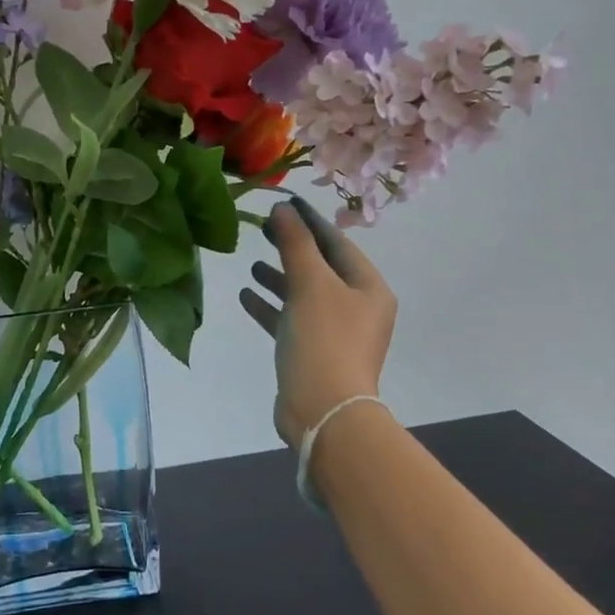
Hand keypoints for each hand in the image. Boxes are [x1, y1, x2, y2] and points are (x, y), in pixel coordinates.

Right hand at [238, 198, 396, 445]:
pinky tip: (246, 295)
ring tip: (251, 263)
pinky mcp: (313, 353)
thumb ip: (295, 244)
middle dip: (292, 248)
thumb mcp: (310, 284)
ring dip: (279, 278)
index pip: (338, 243)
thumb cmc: (324, 340)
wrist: (324, 412)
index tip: (283, 202)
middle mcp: (357, 307)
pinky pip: (291, 320)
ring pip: (304, 294)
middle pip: (321, 267)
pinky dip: (271, 306)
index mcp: (368, 288)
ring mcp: (336, 332)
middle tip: (263, 228)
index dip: (310, 221)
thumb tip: (283, 208)